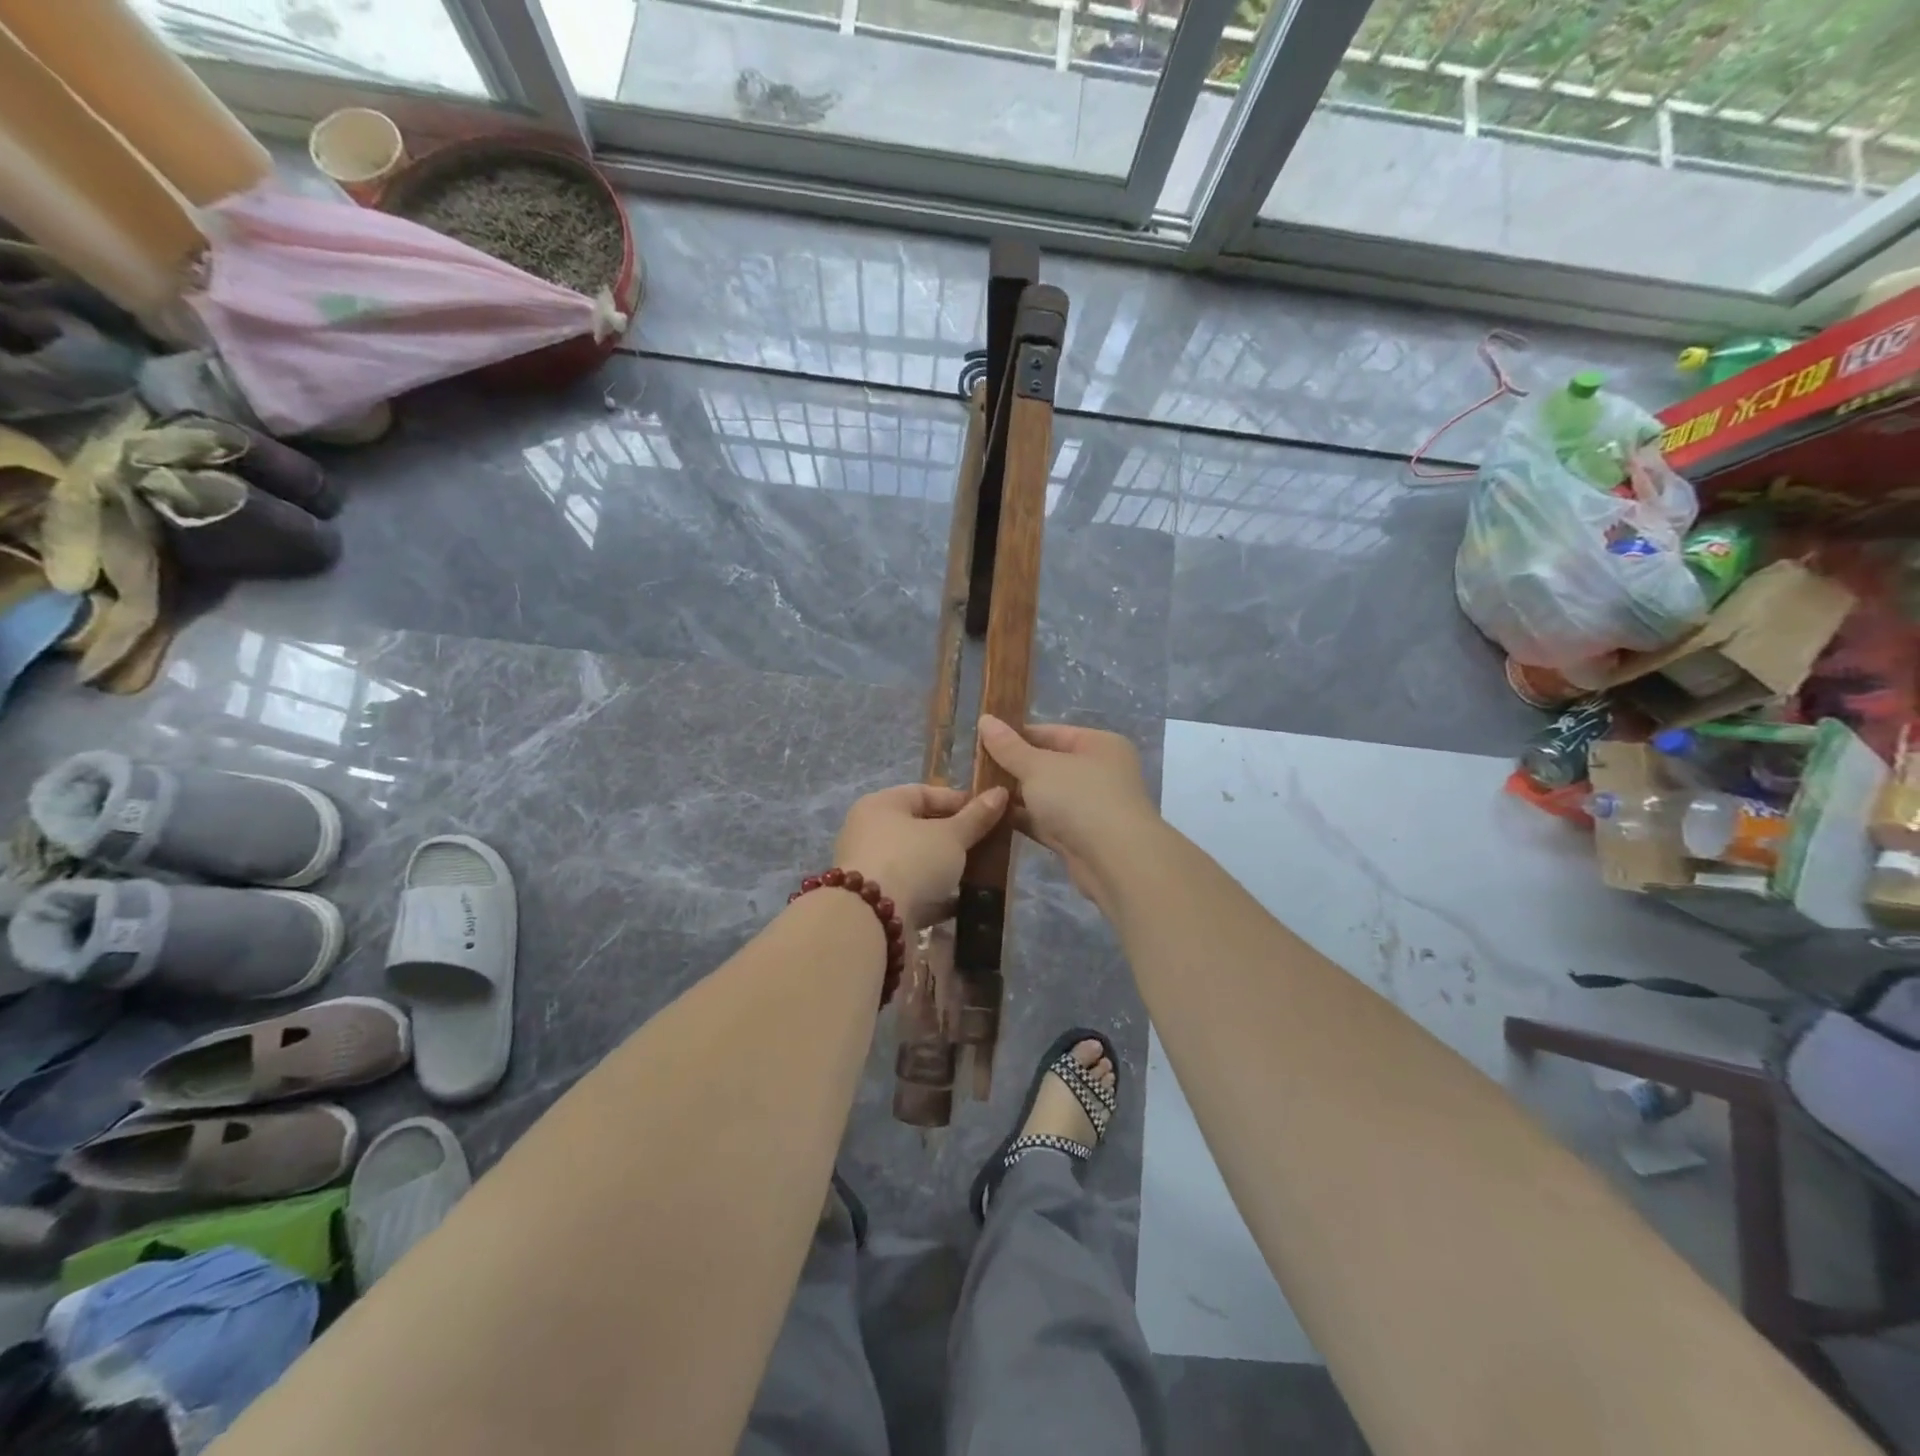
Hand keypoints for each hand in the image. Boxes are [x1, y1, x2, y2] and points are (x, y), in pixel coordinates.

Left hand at [832, 783, 1007, 935]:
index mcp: (881, 805)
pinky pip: (912, 892)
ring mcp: (871, 870)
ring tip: (978, 873)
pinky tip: (961, 902)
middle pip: (918, 828)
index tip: (988, 813)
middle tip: (986, 844)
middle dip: (954, 837)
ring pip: (916, 862)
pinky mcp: (876, 902)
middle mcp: (870, 833)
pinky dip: (935, 896)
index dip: (958, 800)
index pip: (923, 793)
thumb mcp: (951, 836)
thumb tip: (1001, 792)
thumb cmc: (911, 860)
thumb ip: (976, 817)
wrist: (872, 920)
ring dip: (945, 868)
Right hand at [976, 716, 1155, 902]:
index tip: (981, 741)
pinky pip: (1045, 822)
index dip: (1015, 735)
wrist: (1116, 861)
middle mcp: (1098, 772)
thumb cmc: (1080, 798)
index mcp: (1098, 745)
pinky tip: (991, 817)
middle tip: (972, 769)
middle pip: (1047, 764)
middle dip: (1012, 768)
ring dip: (1015, 796)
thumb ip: (1009, 747)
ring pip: (1045, 796)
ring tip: (976, 792)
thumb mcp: (1038, 767)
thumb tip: (984, 720)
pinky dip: (1023, 819)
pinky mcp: (1079, 837)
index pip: (1051, 733)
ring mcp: (1090, 807)